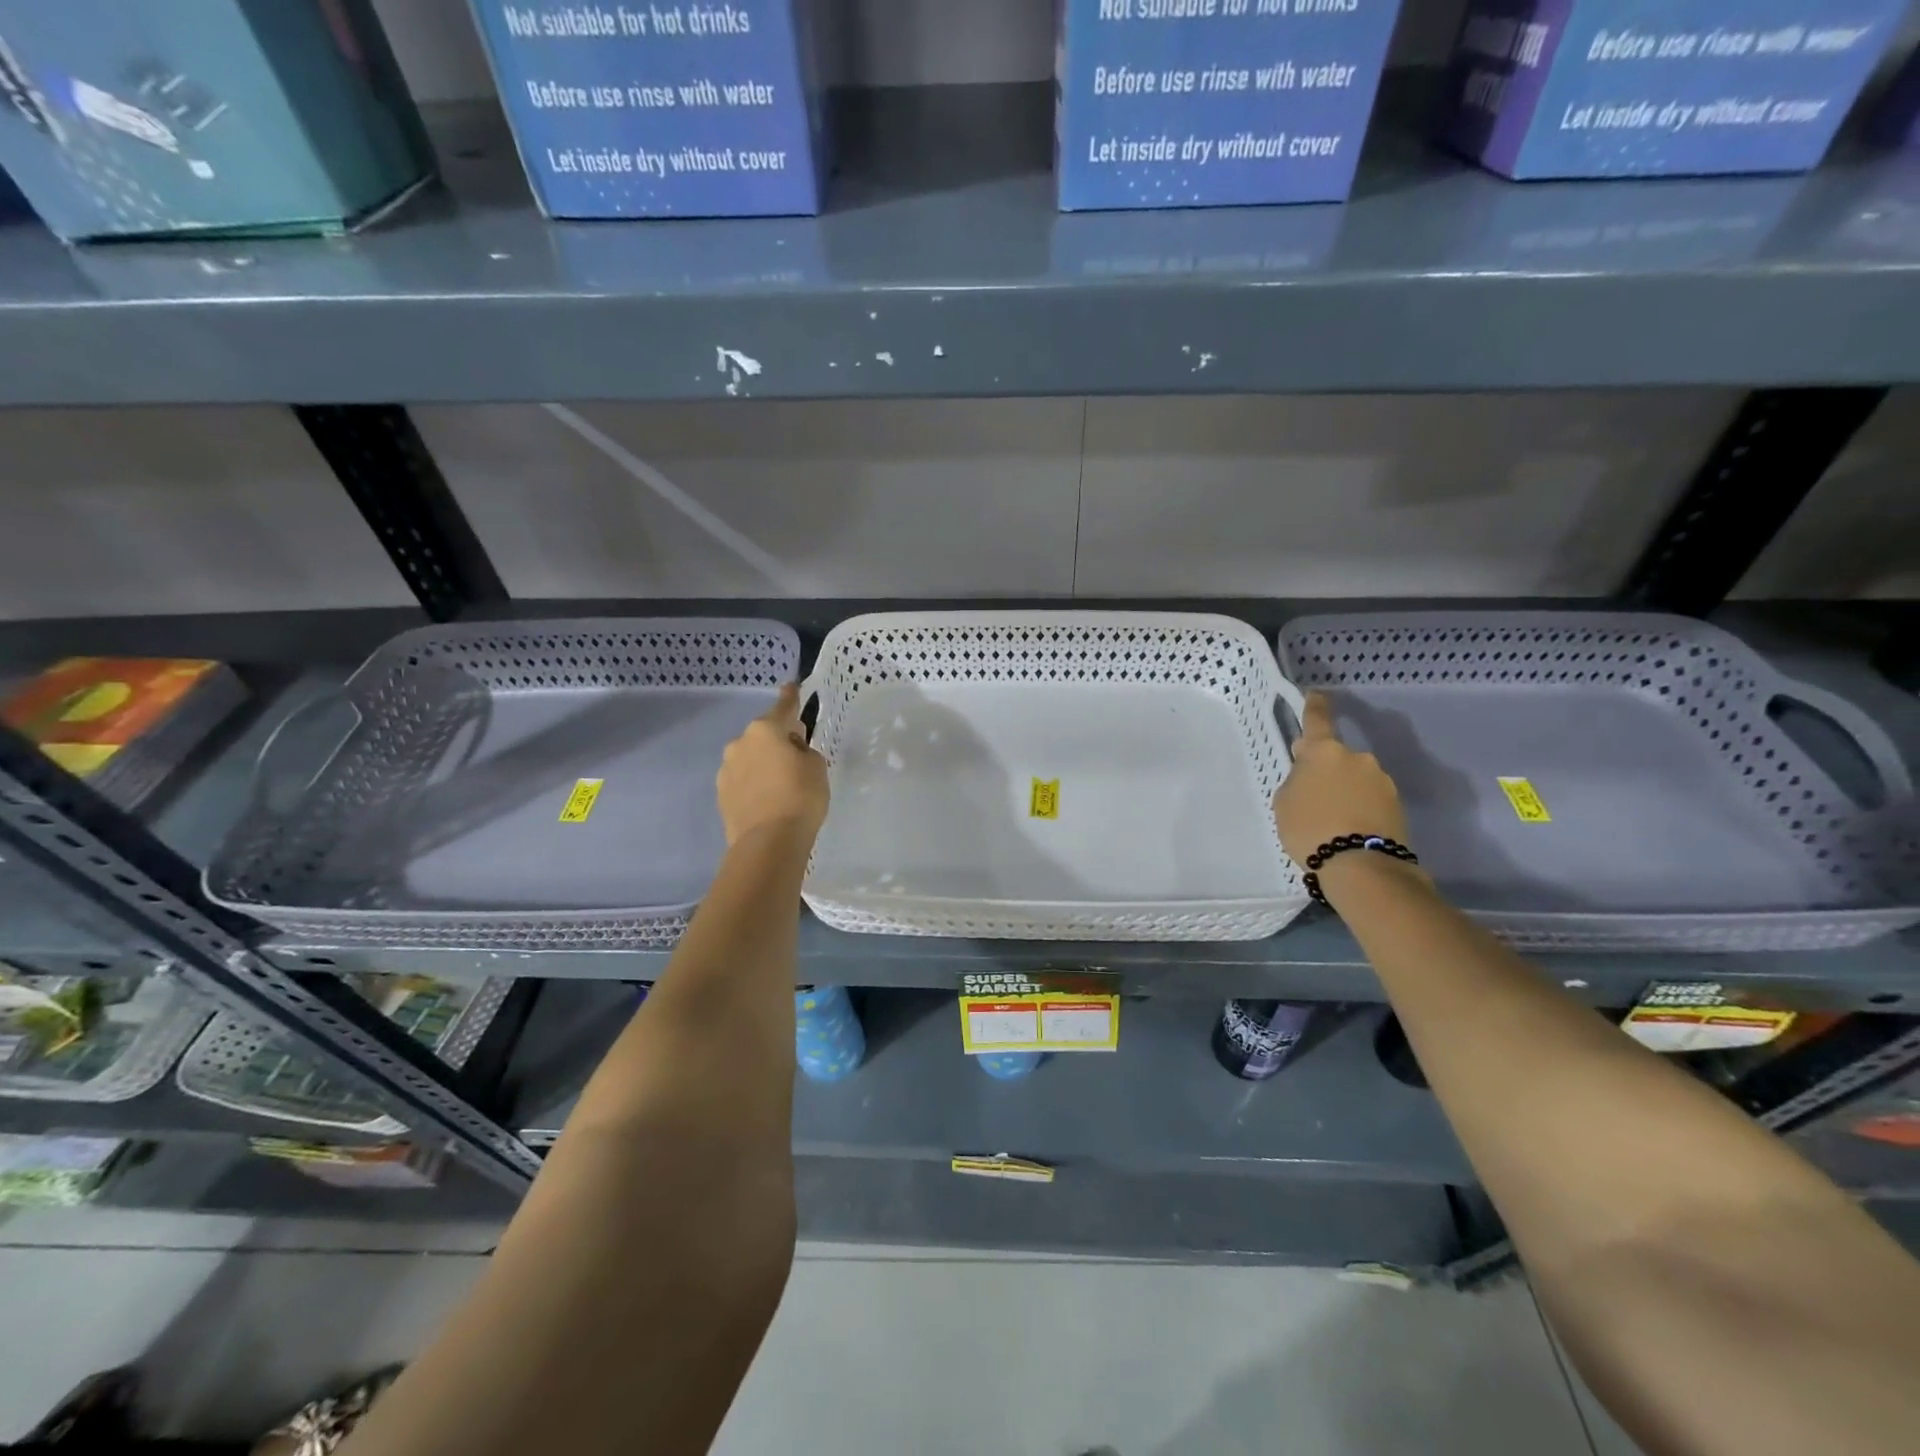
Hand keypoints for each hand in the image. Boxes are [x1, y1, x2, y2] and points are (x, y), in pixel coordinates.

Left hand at [717, 683, 828, 847]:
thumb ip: (804, 751)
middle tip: (797, 758)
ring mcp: (726, 769)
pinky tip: (768, 800)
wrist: (768, 843)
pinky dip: (755, 783)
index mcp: (765, 730)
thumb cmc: (800, 798)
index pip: (784, 706)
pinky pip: (743, 779)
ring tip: (782, 785)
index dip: (791, 697)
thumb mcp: (816, 767)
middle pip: (765, 734)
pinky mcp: (721, 794)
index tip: (792, 686)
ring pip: (751, 757)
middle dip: (779, 740)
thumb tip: (790, 752)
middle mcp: (740, 743)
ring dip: (764, 763)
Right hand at [1272, 691, 1411, 865]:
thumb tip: (1312, 776)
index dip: (1315, 706)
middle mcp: (1357, 758)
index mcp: (1324, 752)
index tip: (1316, 694)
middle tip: (1310, 797)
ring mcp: (1381, 781)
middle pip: (1336, 757)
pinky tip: (1346, 830)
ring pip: (1354, 779)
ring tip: (1330, 821)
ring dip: (1343, 791)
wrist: (1361, 866)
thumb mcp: (1285, 802)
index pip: (1317, 720)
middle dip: (1325, 771)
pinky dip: (1358, 809)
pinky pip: (1369, 800)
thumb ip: (1297, 780)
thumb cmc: (1310, 828)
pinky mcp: (1397, 805)